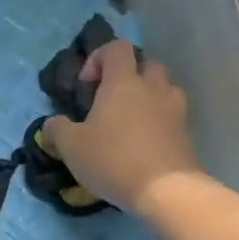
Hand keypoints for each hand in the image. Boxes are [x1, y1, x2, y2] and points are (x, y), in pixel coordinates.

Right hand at [41, 40, 200, 214]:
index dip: (99, 58)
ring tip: (129, 123)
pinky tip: (143, 146)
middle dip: (127, 77)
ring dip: (147, 98)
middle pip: (145, 65)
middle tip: (110, 101)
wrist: (167, 191)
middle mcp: (153, 88)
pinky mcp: (186, 134)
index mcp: (123, 82)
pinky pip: (171, 116)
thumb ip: (57, 129)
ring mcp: (175, 110)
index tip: (87, 85)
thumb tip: (52, 124)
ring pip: (163, 89)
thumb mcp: (71, 146)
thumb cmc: (114, 159)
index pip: (116, 48)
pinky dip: (158, 123)